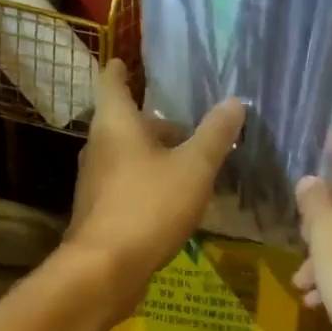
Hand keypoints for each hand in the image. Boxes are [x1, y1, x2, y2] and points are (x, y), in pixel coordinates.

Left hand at [66, 61, 244, 302]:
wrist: (105, 270)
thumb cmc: (149, 206)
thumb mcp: (194, 167)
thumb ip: (215, 134)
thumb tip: (234, 102)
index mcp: (115, 125)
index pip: (111, 82)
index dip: (120, 69)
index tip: (127, 60)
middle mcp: (99, 147)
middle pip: (126, 122)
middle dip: (155, 120)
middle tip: (189, 120)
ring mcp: (97, 181)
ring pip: (128, 154)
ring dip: (156, 152)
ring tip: (192, 157)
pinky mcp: (102, 210)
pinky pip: (129, 182)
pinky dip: (151, 179)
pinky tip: (177, 195)